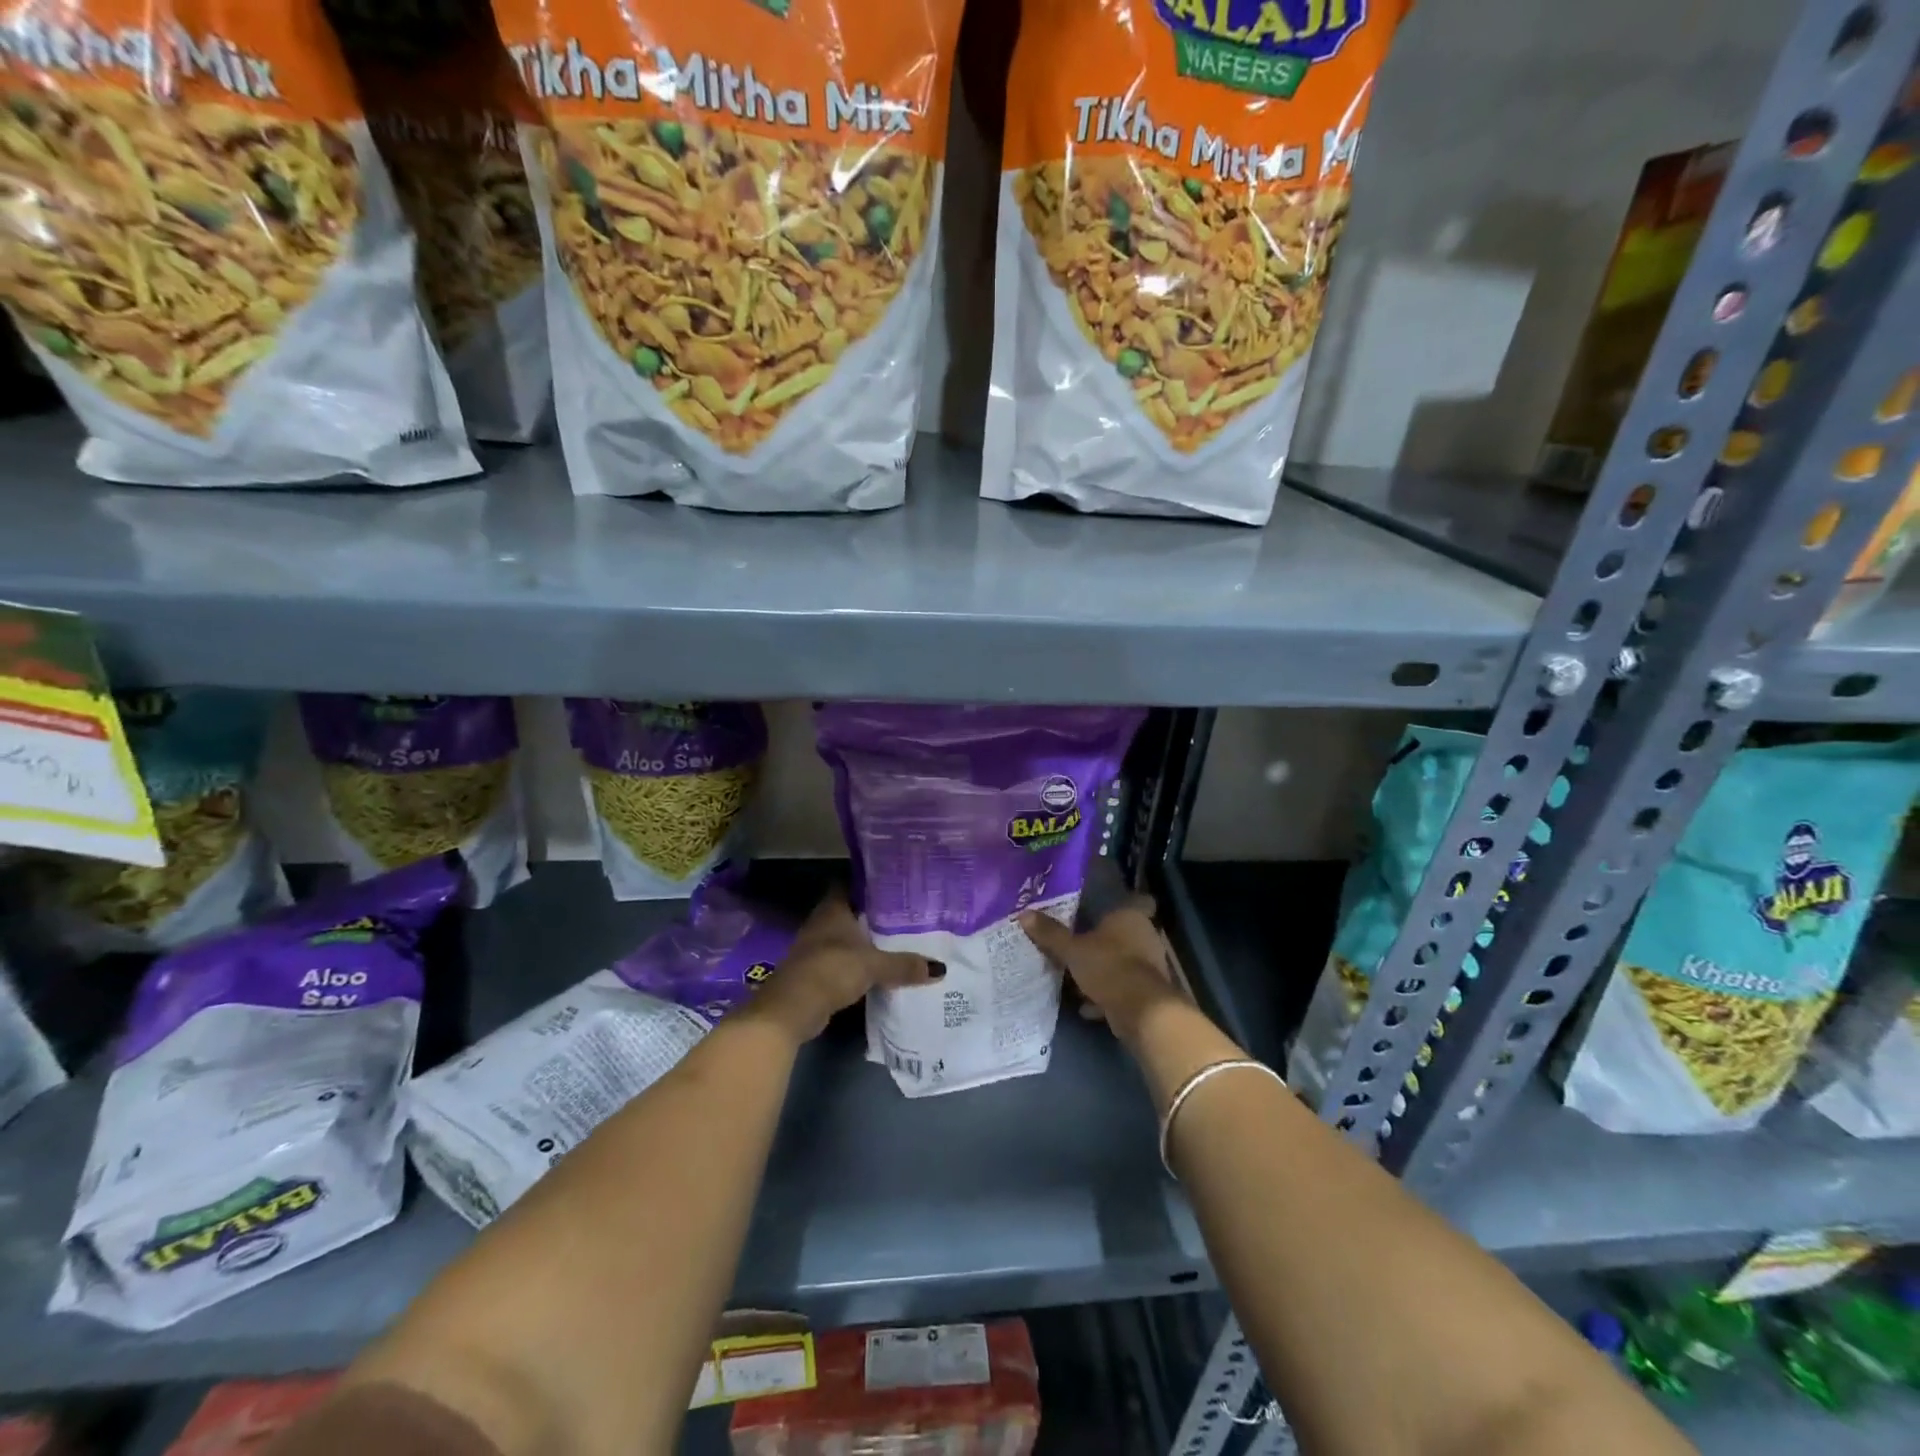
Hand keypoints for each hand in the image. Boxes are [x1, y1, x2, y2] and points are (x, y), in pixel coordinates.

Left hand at [749, 889, 937, 1043]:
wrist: (792, 1008)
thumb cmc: (831, 970)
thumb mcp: (874, 965)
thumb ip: (904, 965)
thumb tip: (940, 968)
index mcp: (833, 909)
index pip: (850, 885)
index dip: (869, 885)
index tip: (894, 887)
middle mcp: (822, 923)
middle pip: (850, 913)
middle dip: (872, 916)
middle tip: (904, 916)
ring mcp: (816, 948)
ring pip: (846, 938)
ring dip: (865, 942)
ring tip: (897, 942)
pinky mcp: (816, 973)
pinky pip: (842, 961)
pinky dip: (857, 964)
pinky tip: (878, 969)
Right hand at [1019, 895, 1185, 1043]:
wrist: (1141, 1010)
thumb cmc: (1108, 966)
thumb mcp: (1072, 950)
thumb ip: (1050, 934)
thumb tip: (1024, 914)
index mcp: (1130, 917)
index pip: (1135, 901)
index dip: (1121, 905)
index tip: (1101, 913)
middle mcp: (1144, 936)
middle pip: (1122, 934)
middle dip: (1102, 943)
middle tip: (1077, 945)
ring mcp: (1149, 965)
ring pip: (1122, 962)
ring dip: (1103, 971)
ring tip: (1076, 979)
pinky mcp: (1147, 992)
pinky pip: (1123, 988)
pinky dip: (1107, 995)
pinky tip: (1086, 1006)